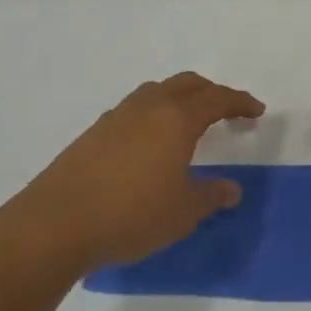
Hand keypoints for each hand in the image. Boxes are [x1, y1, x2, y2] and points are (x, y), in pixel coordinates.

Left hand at [0, 72, 263, 281]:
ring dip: (179, 98)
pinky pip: (134, 110)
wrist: (53, 226)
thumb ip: (211, 196)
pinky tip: (150, 143)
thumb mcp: (183, 212)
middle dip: (211, 92)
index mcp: (176, 119)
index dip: (240, 102)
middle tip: (228, 110)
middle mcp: (147, 108)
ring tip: (189, 121)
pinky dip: (153, 114)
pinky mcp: (92, 134)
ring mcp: (115, 118)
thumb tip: (232, 189)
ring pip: (156, 92)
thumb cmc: (130, 215)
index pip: (217, 98)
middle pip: (186, 84)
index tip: (257, 111)